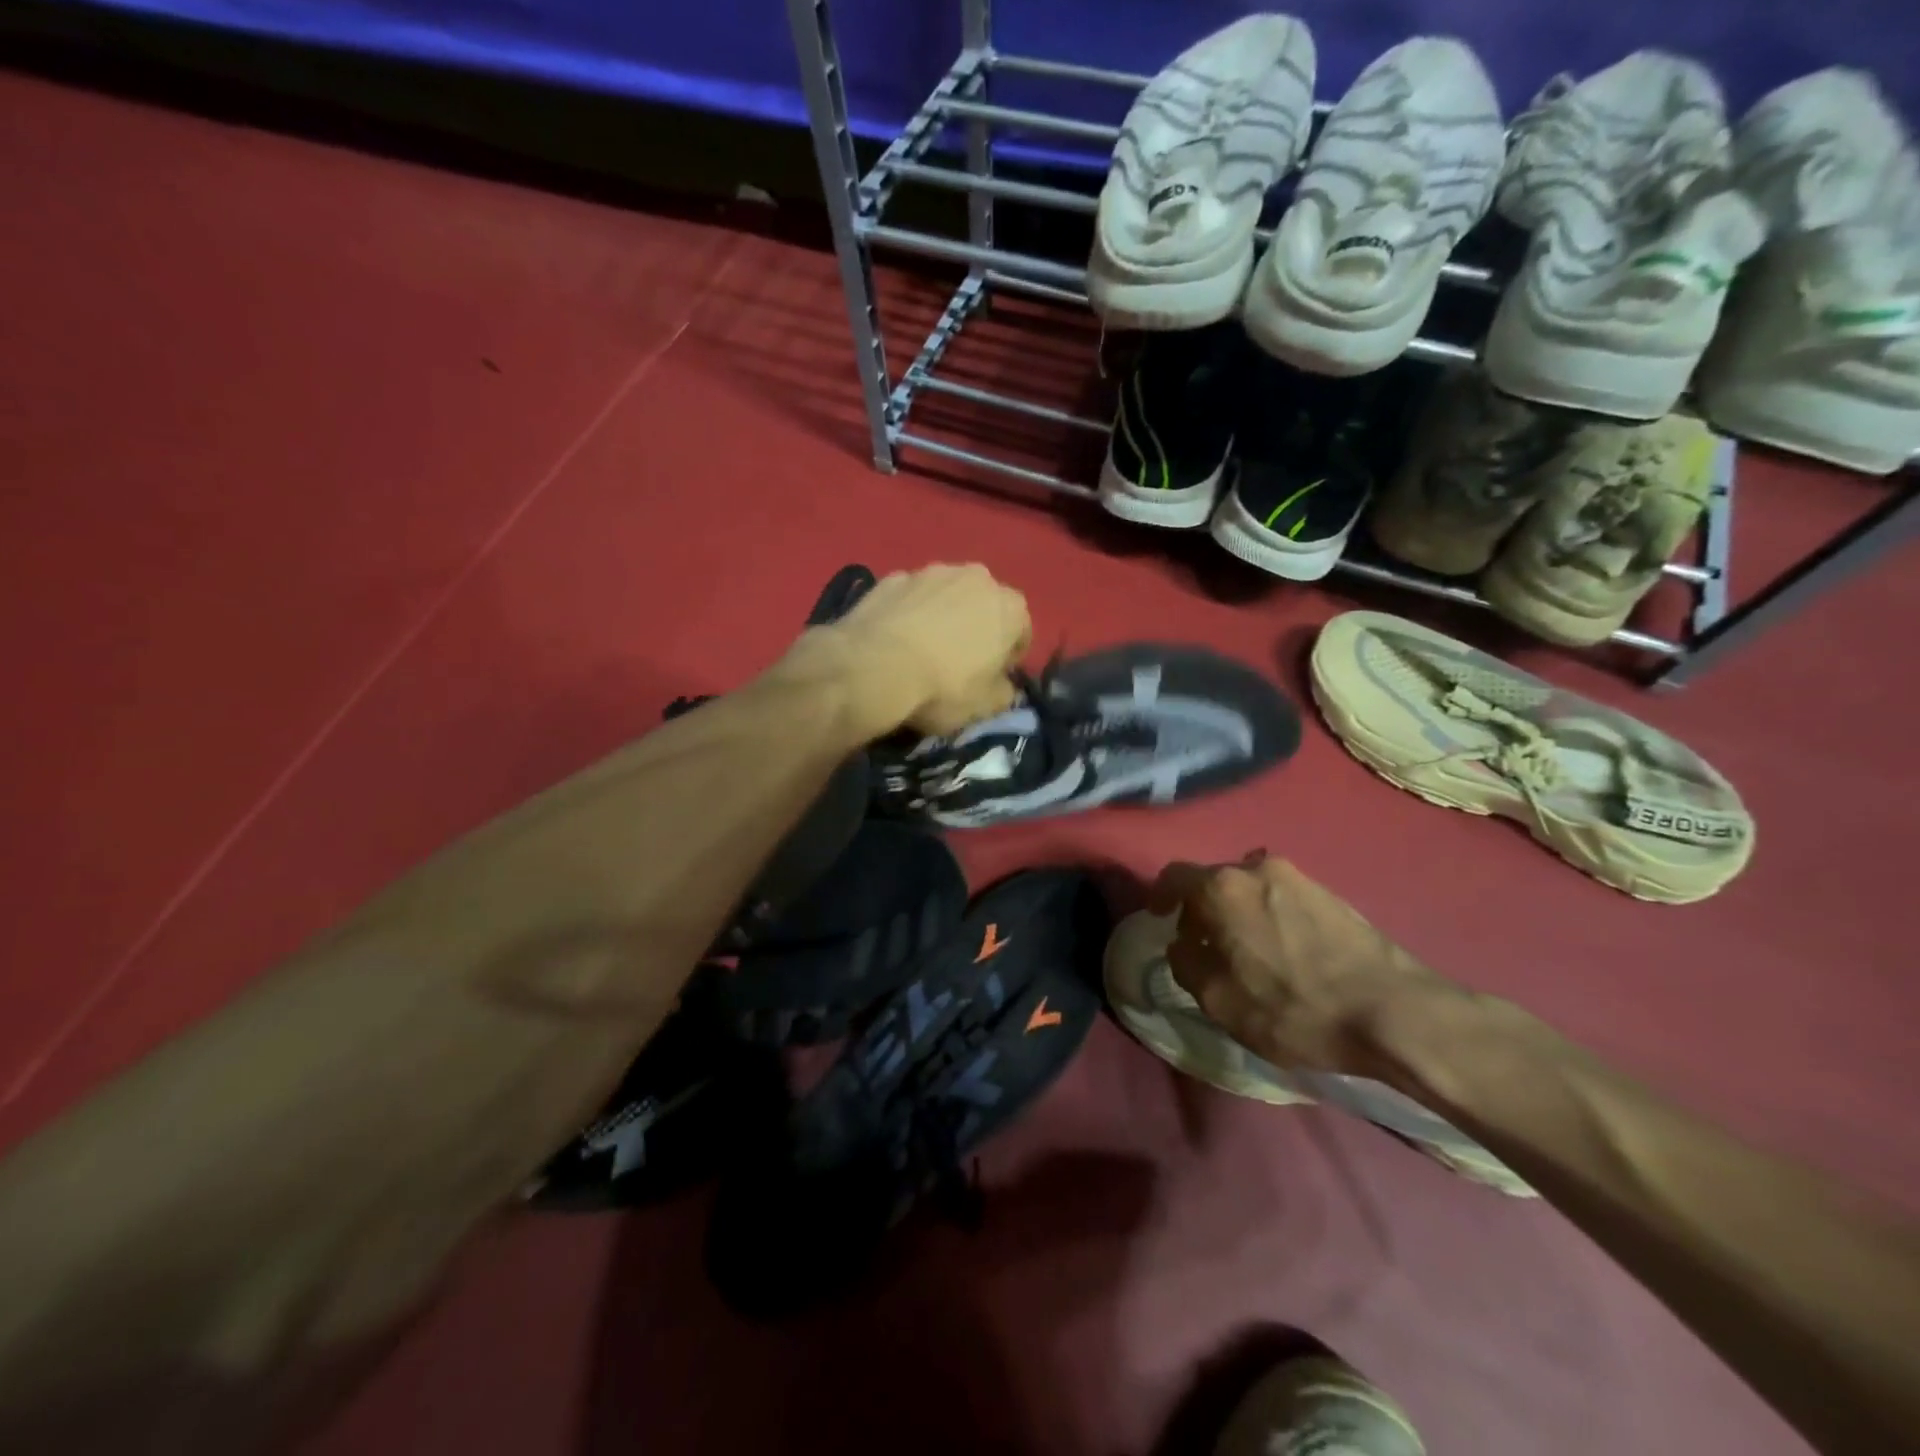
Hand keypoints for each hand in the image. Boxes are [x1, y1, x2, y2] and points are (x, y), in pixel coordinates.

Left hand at [797, 563, 1030, 737]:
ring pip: (946, 597)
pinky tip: (894, 641)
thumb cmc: (942, 687)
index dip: (1008, 659)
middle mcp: (976, 577)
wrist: (872, 667)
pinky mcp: (892, 577)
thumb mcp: (986, 706)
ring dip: (942, 617)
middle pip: (984, 607)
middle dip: (976, 629)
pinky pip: (911, 598)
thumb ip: (1005, 692)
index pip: (1021, 633)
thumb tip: (1003, 685)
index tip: (991, 679)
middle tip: (957, 664)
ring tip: (921, 651)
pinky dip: (909, 613)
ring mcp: (931, 571)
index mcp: (1010, 606)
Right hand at [1148, 855, 1457, 1077]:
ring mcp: (1299, 877)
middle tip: (1205, 943)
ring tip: (1248, 950)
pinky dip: (1271, 917)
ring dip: (1240, 912)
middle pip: (1214, 881)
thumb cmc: (1292, 1007)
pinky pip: (1283, 897)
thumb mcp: (1218, 1000)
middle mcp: (1256, 868)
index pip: (1173, 877)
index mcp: (1220, 888)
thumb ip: (1186, 964)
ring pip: (1251, 888)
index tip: (1158, 917)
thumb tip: (1183, 944)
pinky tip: (1285, 952)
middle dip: (1203, 908)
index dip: (1159, 896)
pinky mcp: (1332, 894)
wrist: (1392, 1012)